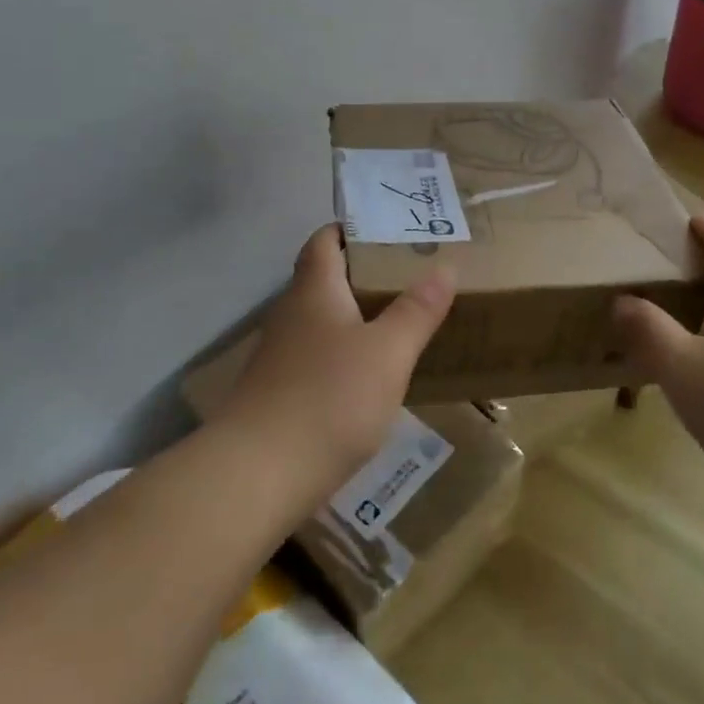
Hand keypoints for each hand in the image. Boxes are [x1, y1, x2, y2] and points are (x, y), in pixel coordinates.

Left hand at [215, 225, 455, 485]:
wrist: (258, 475)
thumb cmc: (329, 398)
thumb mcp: (388, 352)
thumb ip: (417, 310)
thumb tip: (445, 266)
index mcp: (314, 290)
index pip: (325, 240)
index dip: (352, 228)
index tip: (391, 230)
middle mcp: (292, 314)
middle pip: (324, 278)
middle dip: (364, 273)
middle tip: (412, 275)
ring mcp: (281, 355)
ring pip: (322, 321)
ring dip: (356, 316)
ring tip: (401, 320)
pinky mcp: (279, 393)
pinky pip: (318, 357)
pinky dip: (345, 354)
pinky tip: (371, 375)